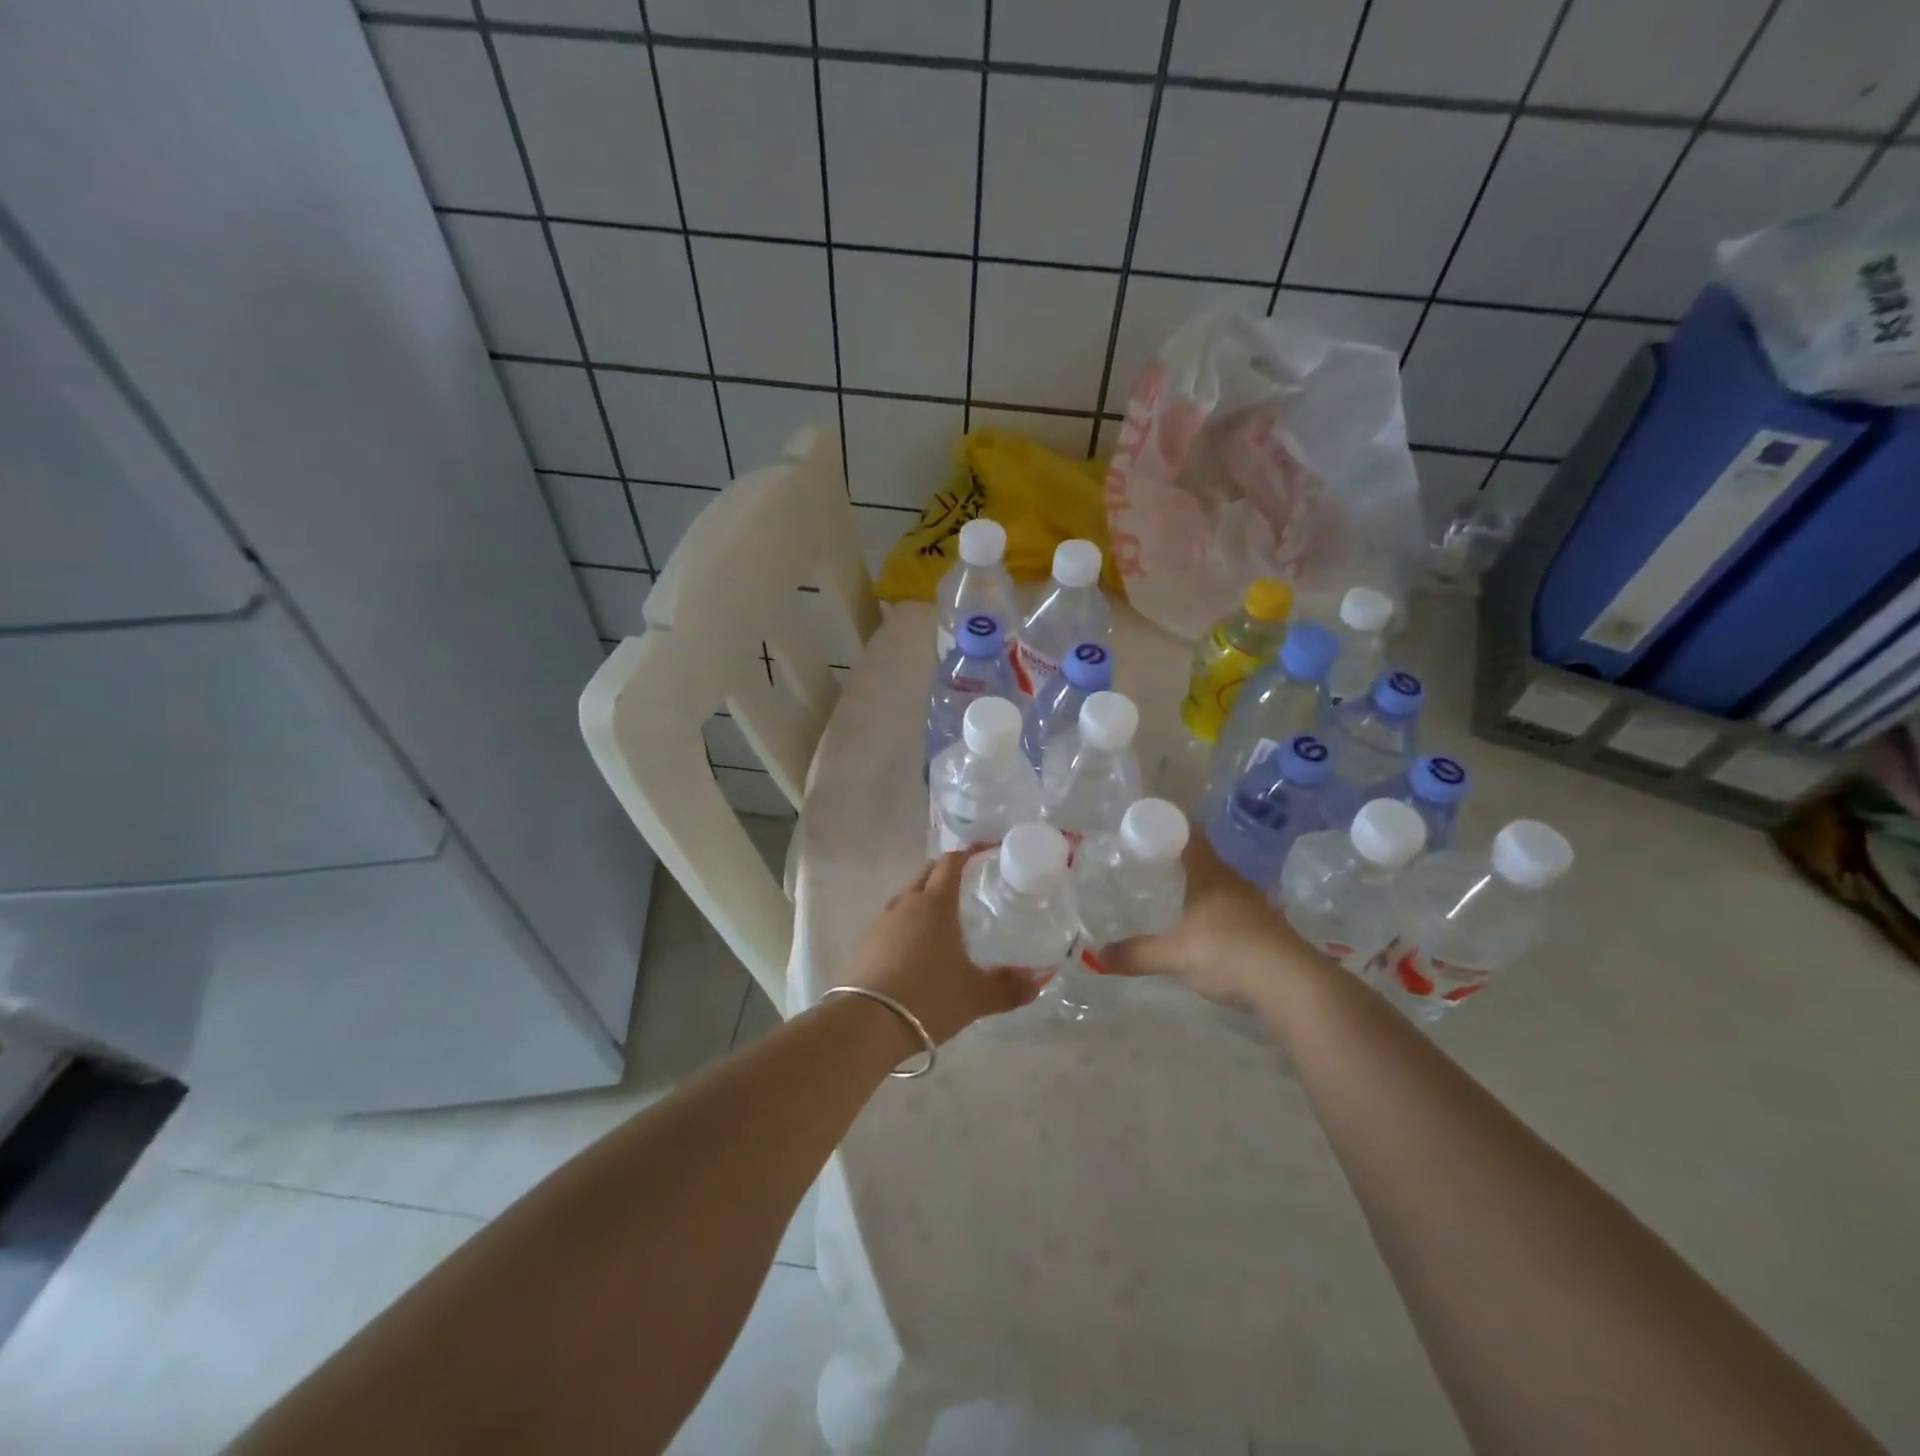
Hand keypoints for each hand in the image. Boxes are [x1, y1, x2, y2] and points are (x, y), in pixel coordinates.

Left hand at [844, 850, 1040, 1044]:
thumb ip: (1010, 987)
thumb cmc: (928, 999)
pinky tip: (917, 948)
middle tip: (969, 883)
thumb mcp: (976, 997)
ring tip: (945, 918)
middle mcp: (905, 904)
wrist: (865, 1025)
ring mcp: (880, 922)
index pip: (951, 863)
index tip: (987, 852)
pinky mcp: (864, 944)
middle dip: (946, 872)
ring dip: (925, 898)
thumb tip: (1039, 980)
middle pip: (927, 874)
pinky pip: (892, 922)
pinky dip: (908, 924)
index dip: (970, 853)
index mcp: (935, 904)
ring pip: (907, 897)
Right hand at [1103, 832, 1317, 1007]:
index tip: (1142, 830)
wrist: (1293, 986)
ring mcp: (1254, 904)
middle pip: (1201, 859)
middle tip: (1145, 868)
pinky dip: (1212, 913)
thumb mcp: (1174, 955)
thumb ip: (1136, 954)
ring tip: (1169, 900)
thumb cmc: (1228, 953)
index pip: (1188, 833)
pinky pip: (1231, 909)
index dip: (1166, 826)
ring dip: (1196, 889)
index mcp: (1209, 873)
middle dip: (1174, 861)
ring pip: (1218, 885)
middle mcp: (1232, 881)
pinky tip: (1201, 932)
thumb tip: (1097, 957)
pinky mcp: (1266, 928)